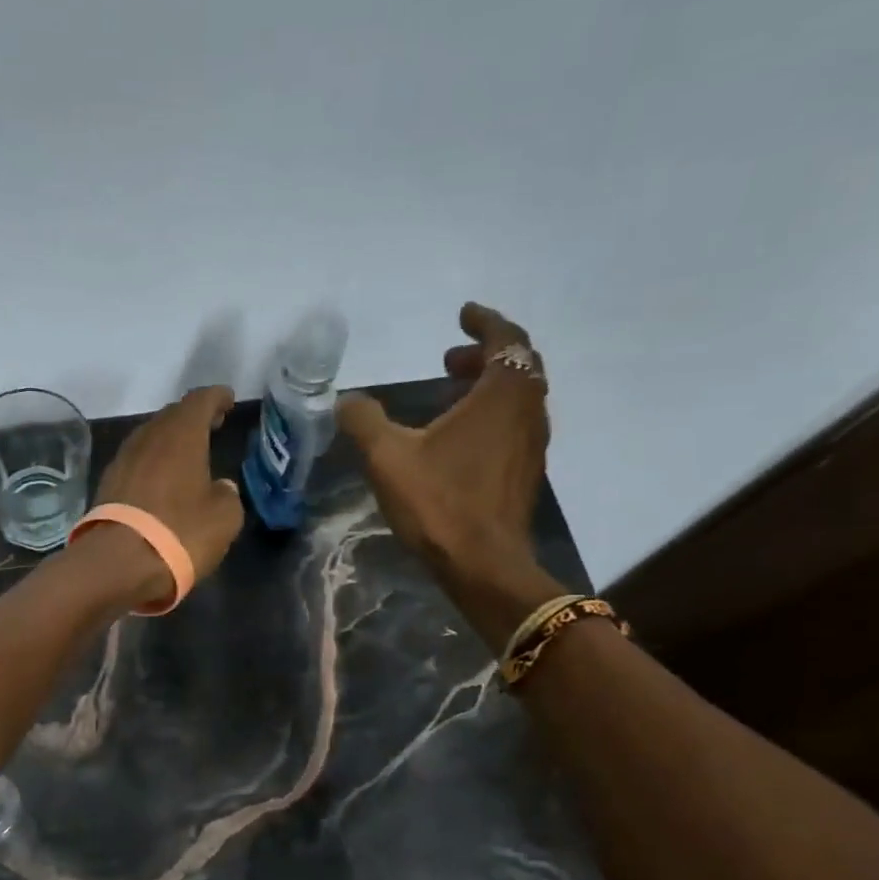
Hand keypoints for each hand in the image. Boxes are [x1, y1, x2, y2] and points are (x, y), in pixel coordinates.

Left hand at [77, 386, 245, 608]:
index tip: (228, 400)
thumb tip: (220, 487)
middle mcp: (148, 438)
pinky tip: (161, 480)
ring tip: (187, 453)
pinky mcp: (107, 484)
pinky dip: (152, 463)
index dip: (216, 398)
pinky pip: (136, 462)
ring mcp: (123, 460)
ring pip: (150, 438)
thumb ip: (227, 495)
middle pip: (171, 416)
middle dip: (192, 417)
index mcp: (181, 436)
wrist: (118, 563)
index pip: (200, 401)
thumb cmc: (180, 534)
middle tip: (211, 425)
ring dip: (169, 441)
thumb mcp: (224, 518)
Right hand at [338, 303, 550, 600]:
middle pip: (518, 365)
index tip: (463, 314)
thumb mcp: (388, 457)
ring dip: (488, 385)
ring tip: (449, 393)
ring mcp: (532, 444)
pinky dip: (492, 413)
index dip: (484, 322)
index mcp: (502, 395)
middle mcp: (527, 412)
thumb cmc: (439, 503)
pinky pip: (515, 424)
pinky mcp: (525, 472)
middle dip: (484, 354)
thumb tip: (346, 400)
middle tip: (449, 356)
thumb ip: (364, 421)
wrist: (483, 565)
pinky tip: (458, 437)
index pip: (506, 339)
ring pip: (519, 396)